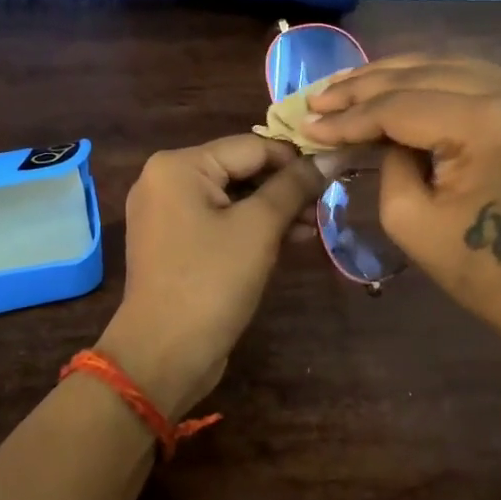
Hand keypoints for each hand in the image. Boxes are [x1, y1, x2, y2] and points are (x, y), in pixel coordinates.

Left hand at [99, 135, 325, 416]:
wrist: (164, 353)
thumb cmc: (212, 281)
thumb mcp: (259, 228)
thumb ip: (295, 186)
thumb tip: (332, 155)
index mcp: (178, 165)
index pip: (252, 146)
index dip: (296, 160)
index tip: (335, 175)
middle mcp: (165, 179)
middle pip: (240, 169)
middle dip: (285, 188)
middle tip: (326, 206)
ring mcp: (165, 212)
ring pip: (232, 197)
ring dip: (273, 210)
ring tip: (313, 227)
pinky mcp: (173, 242)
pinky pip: (218, 221)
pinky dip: (250, 228)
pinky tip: (289, 239)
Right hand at [306, 57, 500, 354]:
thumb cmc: (479, 270)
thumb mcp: (409, 218)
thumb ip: (386, 159)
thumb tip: (373, 128)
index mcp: (490, 124)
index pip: (402, 106)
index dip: (350, 116)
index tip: (307, 122)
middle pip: (425, 74)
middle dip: (365, 87)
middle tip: (319, 98)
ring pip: (448, 67)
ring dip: (395, 76)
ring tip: (346, 88)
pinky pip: (474, 79)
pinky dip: (431, 83)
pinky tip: (394, 87)